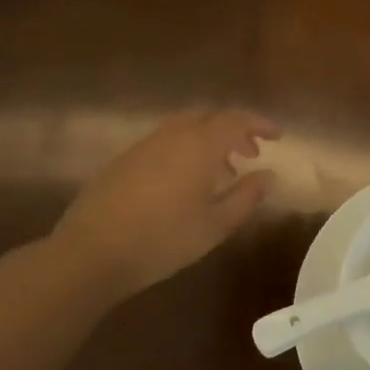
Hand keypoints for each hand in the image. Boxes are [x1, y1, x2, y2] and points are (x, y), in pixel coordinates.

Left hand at [49, 109, 279, 296]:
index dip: (259, 124)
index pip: (236, 120)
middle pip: (209, 117)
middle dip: (234, 130)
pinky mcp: (123, 161)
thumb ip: (246, 196)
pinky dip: (185, 151)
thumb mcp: (216, 225)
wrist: (91, 252)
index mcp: (199, 146)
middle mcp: (171, 136)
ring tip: (222, 172)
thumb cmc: (164, 240)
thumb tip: (268, 176)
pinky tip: (185, 184)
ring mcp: (143, 146)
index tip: (277, 137)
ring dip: (209, 141)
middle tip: (251, 154)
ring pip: (184, 128)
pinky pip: (164, 142)